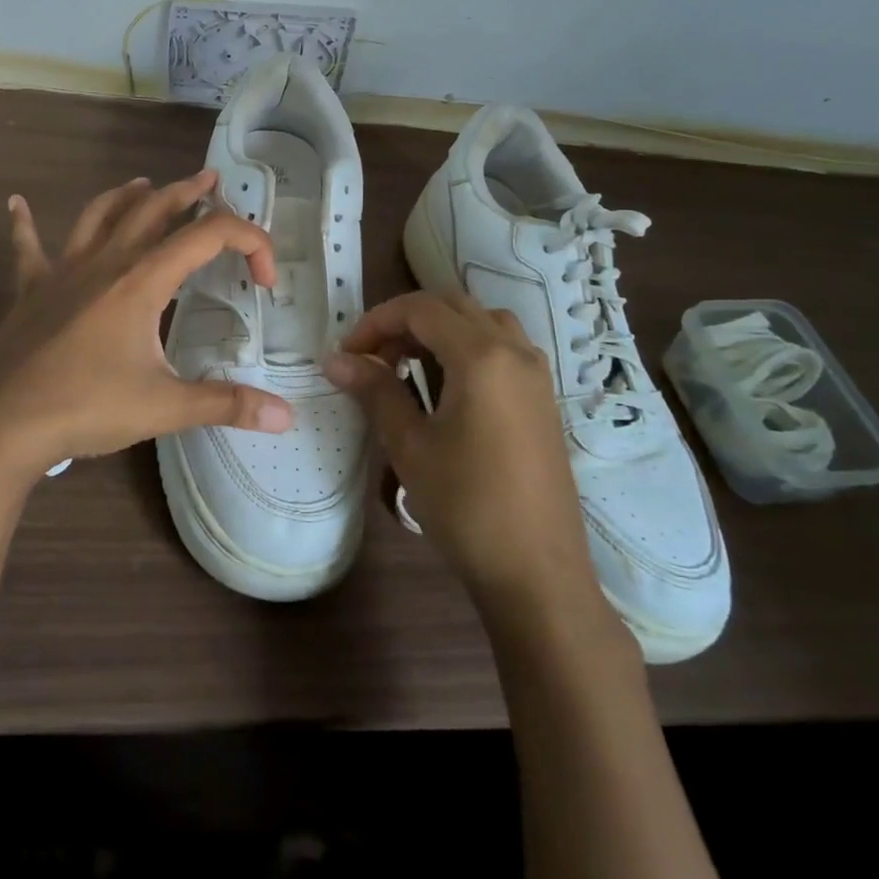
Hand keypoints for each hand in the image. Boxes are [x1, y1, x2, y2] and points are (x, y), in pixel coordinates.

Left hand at [0, 171, 294, 487]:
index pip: (209, 237)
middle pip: (153, 209)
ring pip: (99, 215)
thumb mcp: (164, 407)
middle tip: (210, 180)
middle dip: (187, 192)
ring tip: (144, 184)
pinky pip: (28, 247)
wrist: (1, 425)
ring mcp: (63, 271)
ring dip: (126, 196)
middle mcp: (105, 262)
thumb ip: (226, 404)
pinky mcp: (31, 290)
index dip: (249, 244)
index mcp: (142, 280)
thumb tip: (286, 417)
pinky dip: (24, 224)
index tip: (266, 280)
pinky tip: (16, 203)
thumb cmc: (86, 407)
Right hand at [324, 291, 604, 609]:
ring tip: (409, 366)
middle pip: (452, 306)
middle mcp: (514, 351)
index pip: (421, 309)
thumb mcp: (410, 445)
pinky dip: (467, 346)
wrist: (538, 572)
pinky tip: (448, 386)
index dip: (377, 321)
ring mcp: (535, 372)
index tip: (348, 353)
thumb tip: (335, 360)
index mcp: (481, 356)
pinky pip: (502, 346)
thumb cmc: (467, 506)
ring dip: (439, 330)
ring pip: (481, 321)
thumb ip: (375, 391)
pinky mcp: (543, 397)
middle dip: (406, 322)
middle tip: (374, 358)